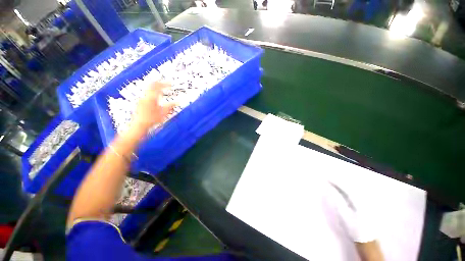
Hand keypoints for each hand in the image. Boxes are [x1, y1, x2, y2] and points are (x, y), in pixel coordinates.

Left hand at [129, 82, 174, 136]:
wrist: (139, 125)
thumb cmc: (152, 119)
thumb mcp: (163, 113)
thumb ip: (170, 106)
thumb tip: (178, 102)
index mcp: (152, 97)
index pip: (158, 86)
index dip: (165, 84)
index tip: (171, 84)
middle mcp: (145, 96)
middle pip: (151, 85)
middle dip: (159, 83)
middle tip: (165, 84)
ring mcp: (141, 99)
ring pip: (148, 89)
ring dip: (155, 88)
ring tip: (161, 89)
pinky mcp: (140, 102)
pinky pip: (147, 94)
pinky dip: (153, 93)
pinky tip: (156, 97)